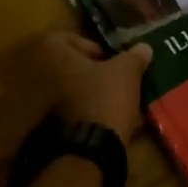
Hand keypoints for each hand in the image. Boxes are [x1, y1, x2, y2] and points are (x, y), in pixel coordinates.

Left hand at [35, 32, 151, 140]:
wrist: (90, 148)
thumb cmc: (104, 96)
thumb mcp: (127, 71)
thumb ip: (134, 56)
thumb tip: (143, 47)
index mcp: (55, 54)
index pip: (66, 38)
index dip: (90, 46)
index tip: (109, 58)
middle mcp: (43, 76)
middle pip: (71, 67)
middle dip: (95, 72)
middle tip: (117, 78)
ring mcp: (46, 105)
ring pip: (75, 92)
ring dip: (95, 94)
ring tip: (121, 101)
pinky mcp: (54, 129)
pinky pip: (76, 114)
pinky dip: (92, 114)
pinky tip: (115, 121)